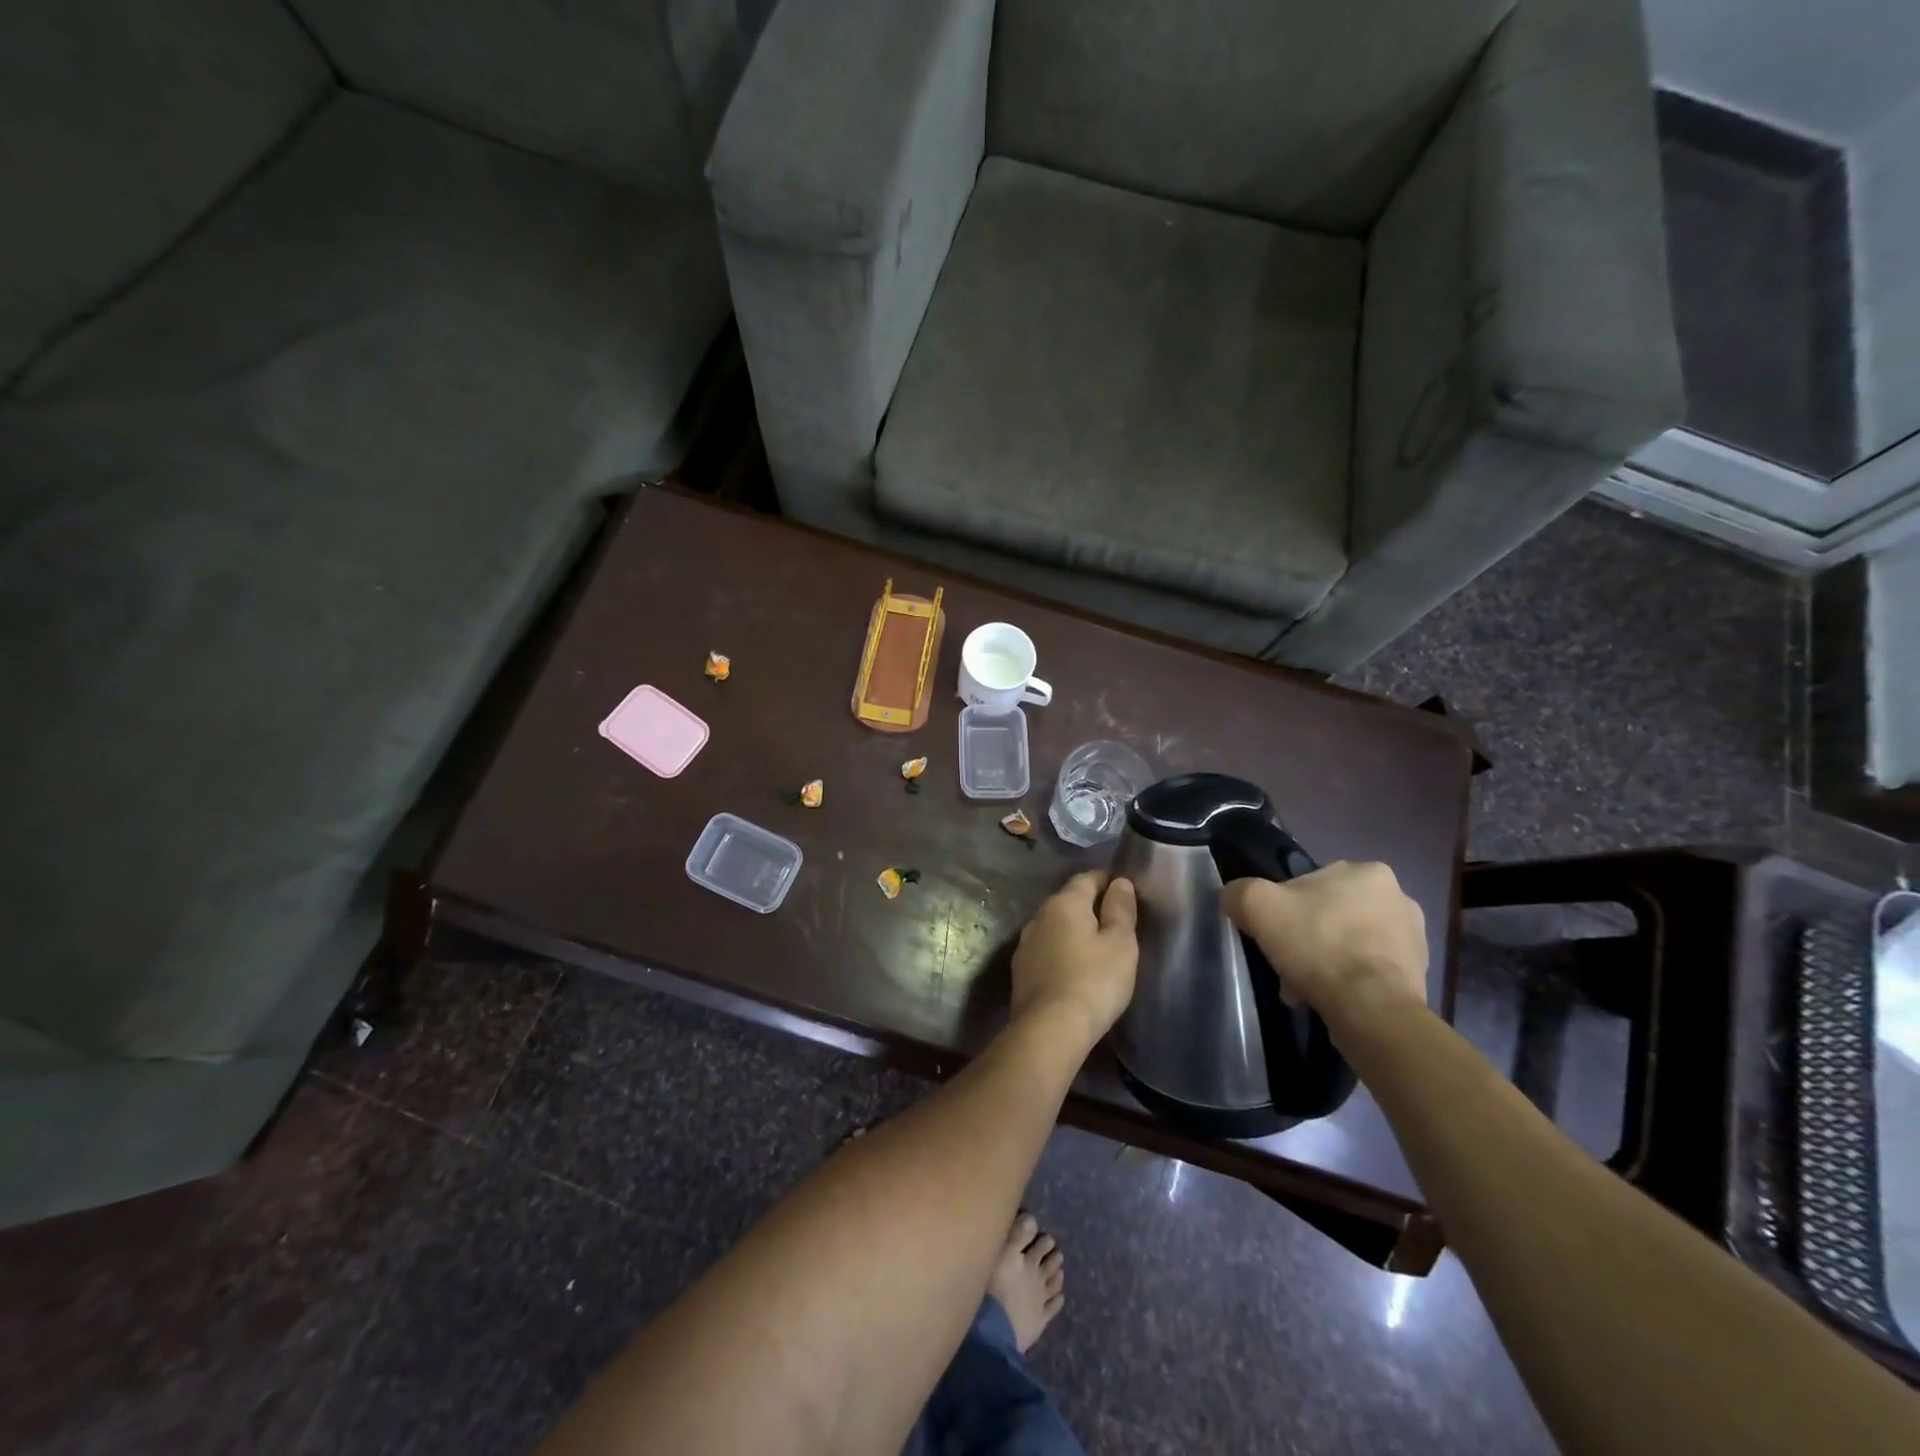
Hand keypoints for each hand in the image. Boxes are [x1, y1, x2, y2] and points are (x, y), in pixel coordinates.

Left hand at [1011, 871, 1138, 1045]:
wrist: (1049, 1028)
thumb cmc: (1093, 980)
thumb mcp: (1120, 943)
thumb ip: (1121, 909)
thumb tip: (1119, 882)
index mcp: (1064, 903)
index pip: (1087, 878)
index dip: (1107, 881)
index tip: (1125, 891)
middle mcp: (1039, 916)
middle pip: (1068, 901)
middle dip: (1090, 905)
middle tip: (1115, 921)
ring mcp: (1026, 943)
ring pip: (1055, 926)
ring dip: (1073, 930)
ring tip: (1096, 946)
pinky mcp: (1020, 970)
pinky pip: (1046, 949)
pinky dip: (1061, 951)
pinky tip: (1073, 967)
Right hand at [1220, 861, 1426, 1019]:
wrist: (1370, 1008)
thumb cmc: (1318, 944)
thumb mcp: (1257, 905)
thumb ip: (1239, 892)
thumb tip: (1234, 897)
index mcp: (1369, 872)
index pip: (1312, 883)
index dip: (1286, 908)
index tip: (1274, 934)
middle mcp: (1400, 898)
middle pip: (1332, 915)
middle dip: (1308, 938)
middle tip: (1287, 963)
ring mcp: (1415, 940)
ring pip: (1349, 944)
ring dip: (1327, 962)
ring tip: (1304, 989)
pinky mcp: (1419, 977)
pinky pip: (1369, 973)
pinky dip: (1347, 983)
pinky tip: (1328, 1000)